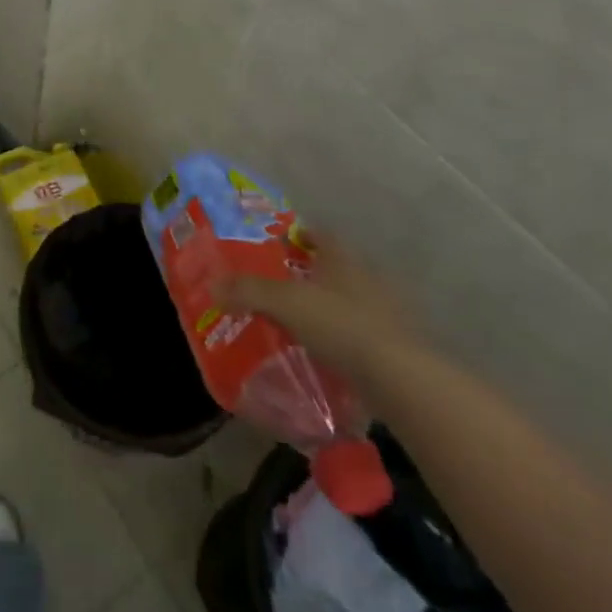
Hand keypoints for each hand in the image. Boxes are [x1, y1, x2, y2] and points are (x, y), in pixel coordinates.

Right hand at [212, 233, 416, 376]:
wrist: (398, 377)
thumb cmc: (340, 324)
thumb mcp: (285, 303)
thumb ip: (248, 291)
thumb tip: (212, 285)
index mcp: (344, 259)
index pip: (321, 234)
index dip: (299, 235)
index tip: (277, 245)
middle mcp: (367, 277)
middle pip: (334, 266)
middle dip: (309, 273)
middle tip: (278, 284)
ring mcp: (385, 311)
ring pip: (347, 299)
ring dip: (326, 305)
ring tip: (296, 319)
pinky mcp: (393, 343)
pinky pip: (358, 330)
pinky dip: (340, 335)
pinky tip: (323, 349)